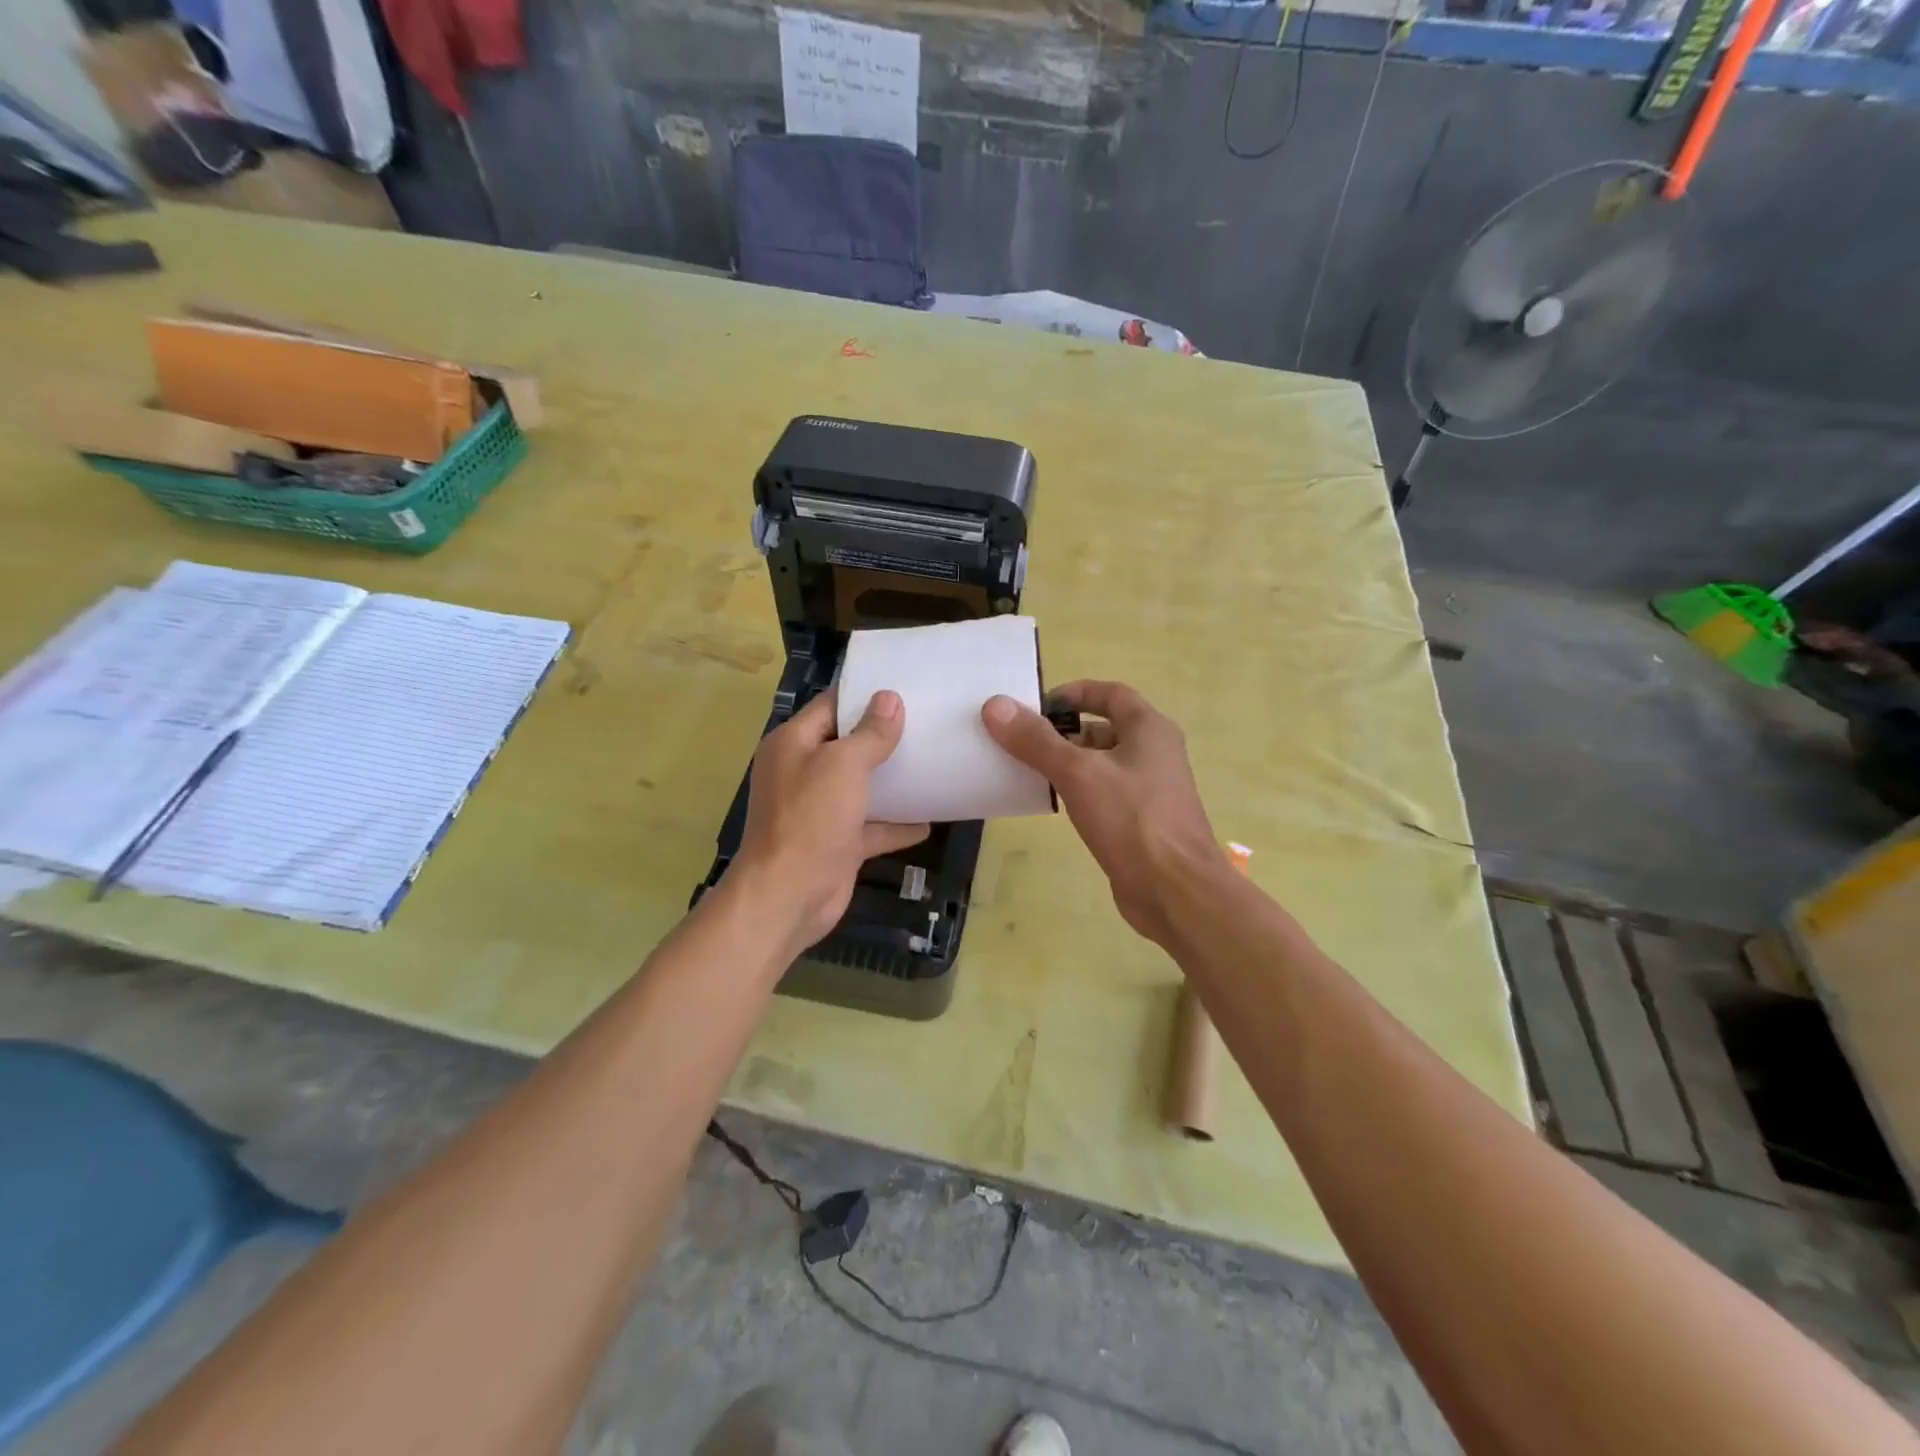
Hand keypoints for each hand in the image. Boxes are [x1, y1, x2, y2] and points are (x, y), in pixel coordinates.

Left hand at [729, 690, 928, 957]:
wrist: (789, 896)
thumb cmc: (810, 819)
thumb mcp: (843, 766)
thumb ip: (869, 733)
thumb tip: (889, 699)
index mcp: (793, 743)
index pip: (831, 706)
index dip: (865, 695)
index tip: (905, 686)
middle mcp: (803, 771)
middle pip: (848, 745)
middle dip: (884, 736)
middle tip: (929, 720)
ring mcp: (820, 809)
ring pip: (861, 786)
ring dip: (893, 780)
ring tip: (935, 762)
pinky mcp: (837, 842)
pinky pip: (872, 826)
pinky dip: (897, 824)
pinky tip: (931, 818)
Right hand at [982, 680, 1222, 946]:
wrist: (1175, 891)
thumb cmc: (1131, 820)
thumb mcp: (1078, 773)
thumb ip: (1037, 740)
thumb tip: (996, 705)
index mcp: (1149, 729)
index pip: (1109, 693)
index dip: (1073, 693)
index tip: (1035, 706)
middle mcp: (1155, 752)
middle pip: (1104, 728)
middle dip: (1064, 732)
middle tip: (1022, 742)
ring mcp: (1151, 789)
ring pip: (1103, 763)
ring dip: (1069, 763)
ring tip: (1028, 771)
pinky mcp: (1141, 821)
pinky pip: (1105, 793)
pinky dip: (1079, 791)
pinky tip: (1053, 804)